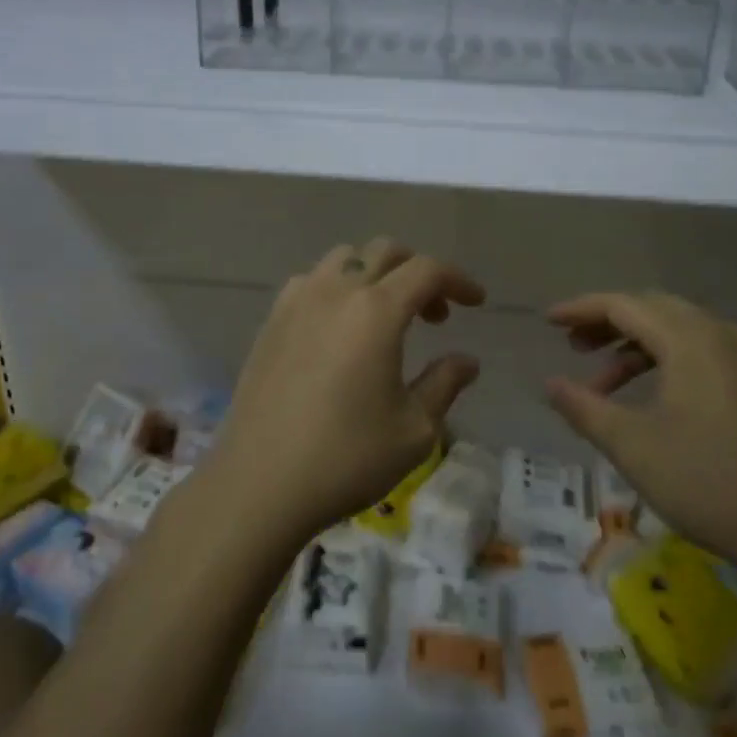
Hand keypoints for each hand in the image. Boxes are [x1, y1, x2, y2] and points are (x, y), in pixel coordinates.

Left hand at [209, 239, 485, 547]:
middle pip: (384, 252)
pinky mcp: (271, 322)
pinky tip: (339, 328)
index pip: (426, 270)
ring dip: (375, 274)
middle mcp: (335, 292)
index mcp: (376, 311)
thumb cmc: (346, 458)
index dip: (458, 280)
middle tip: (435, 315)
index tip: (477, 302)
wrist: (259, 483)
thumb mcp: (414, 430)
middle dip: (418, 273)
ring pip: (343, 260)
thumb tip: (467, 361)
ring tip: (385, 316)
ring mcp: (296, 302)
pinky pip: (311, 282)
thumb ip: (444, 384)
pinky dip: (337, 288)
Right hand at [543, 291, 736, 571]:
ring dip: (637, 347)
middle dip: (608, 323)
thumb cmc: (706, 480)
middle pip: (654, 310)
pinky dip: (667, 362)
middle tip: (574, 346)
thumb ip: (584, 407)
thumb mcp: (631, 445)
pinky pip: (703, 353)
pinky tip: (651, 398)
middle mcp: (722, 335)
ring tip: (603, 383)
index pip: (624, 305)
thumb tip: (551, 384)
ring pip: (680, 332)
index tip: (548, 321)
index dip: (581, 309)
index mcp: (691, 340)